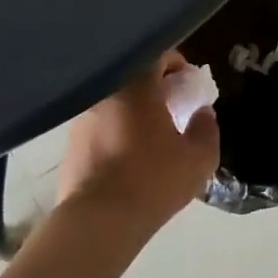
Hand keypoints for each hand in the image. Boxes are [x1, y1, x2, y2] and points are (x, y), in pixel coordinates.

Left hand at [57, 53, 220, 242]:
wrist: (97, 221)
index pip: (158, 55)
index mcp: (136, 86)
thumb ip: (207, 128)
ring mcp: (83, 118)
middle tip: (172, 110)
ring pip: (115, 102)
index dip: (177, 65)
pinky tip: (127, 158)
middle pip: (133, 77)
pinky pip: (100, 126)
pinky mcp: (70, 144)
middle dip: (155, 88)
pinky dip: (115, 131)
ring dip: (133, 111)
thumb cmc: (153, 181)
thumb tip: (202, 113)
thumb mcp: (198, 158)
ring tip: (149, 138)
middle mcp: (105, 92)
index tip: (188, 85)